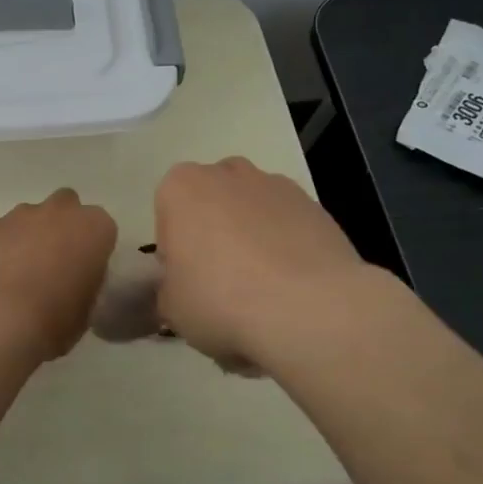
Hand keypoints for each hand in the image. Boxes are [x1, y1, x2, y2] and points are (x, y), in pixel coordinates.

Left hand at [0, 189, 116, 363]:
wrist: (0, 317)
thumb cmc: (56, 318)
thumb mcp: (88, 308)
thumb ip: (85, 283)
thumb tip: (74, 282)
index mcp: (96, 228)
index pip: (103, 228)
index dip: (94, 249)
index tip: (86, 270)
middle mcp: (63, 211)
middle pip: (68, 206)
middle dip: (64, 225)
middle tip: (57, 260)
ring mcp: (25, 214)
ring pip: (34, 215)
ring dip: (33, 233)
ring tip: (22, 270)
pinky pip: (6, 230)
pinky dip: (6, 244)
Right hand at [153, 157, 381, 371]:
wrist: (310, 309)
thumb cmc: (222, 301)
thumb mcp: (171, 309)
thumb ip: (168, 289)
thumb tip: (180, 289)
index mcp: (181, 188)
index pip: (168, 218)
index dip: (176, 254)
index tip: (188, 284)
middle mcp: (226, 173)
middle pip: (212, 204)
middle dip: (214, 236)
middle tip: (221, 285)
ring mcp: (275, 185)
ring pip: (252, 210)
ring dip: (252, 238)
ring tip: (264, 290)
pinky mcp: (314, 205)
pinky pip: (288, 224)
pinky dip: (287, 246)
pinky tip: (294, 287)